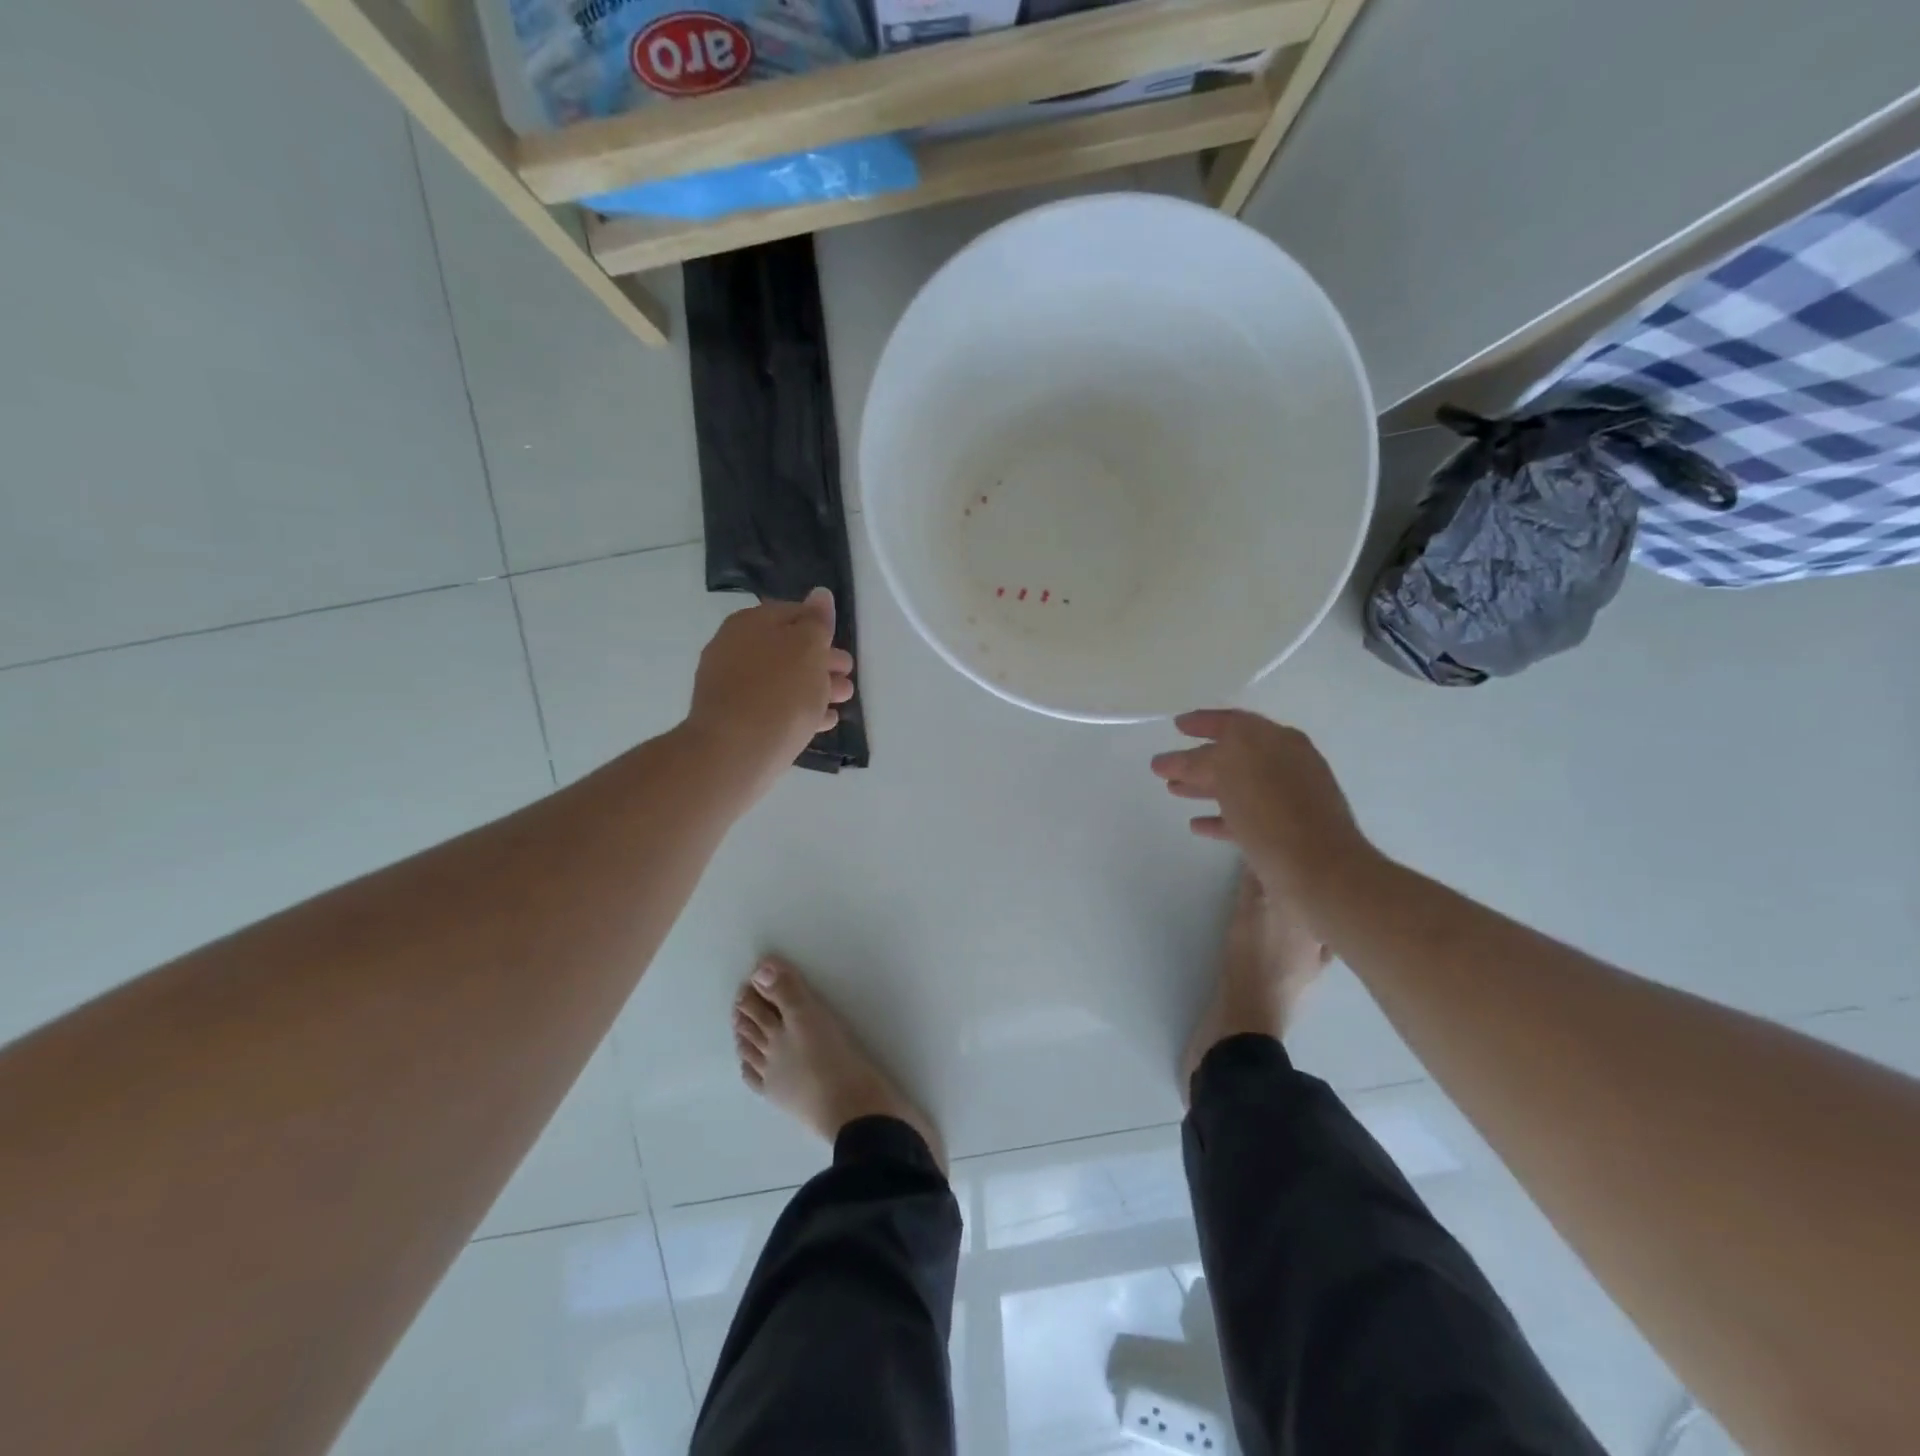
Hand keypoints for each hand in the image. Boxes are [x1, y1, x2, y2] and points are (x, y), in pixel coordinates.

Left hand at [685, 588, 853, 796]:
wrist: (734, 752)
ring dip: (814, 686)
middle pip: (787, 648)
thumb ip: (817, 621)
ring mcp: (731, 685)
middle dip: (821, 661)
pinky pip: (773, 706)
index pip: (793, 613)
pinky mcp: (734, 718)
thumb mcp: (808, 648)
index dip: (821, 628)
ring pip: (782, 679)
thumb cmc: (779, 692)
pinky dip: (799, 709)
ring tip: (842, 700)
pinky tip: (822, 722)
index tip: (842, 646)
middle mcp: (734, 648)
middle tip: (847, 676)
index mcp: (751, 623)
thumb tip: (820, 594)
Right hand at [1150, 710, 1373, 913]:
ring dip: (1204, 787)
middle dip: (1198, 758)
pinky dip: (1219, 818)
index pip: (1233, 723)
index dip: (1202, 722)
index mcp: (1277, 740)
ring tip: (1174, 791)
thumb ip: (1201, 759)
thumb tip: (1178, 760)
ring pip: (1238, 787)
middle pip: (1235, 755)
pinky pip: (1245, 818)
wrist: (1319, 873)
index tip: (1176, 726)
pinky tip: (1197, 825)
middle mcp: (1287, 765)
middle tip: (1166, 765)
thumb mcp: (1228, 770)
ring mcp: (1289, 800)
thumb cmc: (1272, 812)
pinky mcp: (1286, 834)